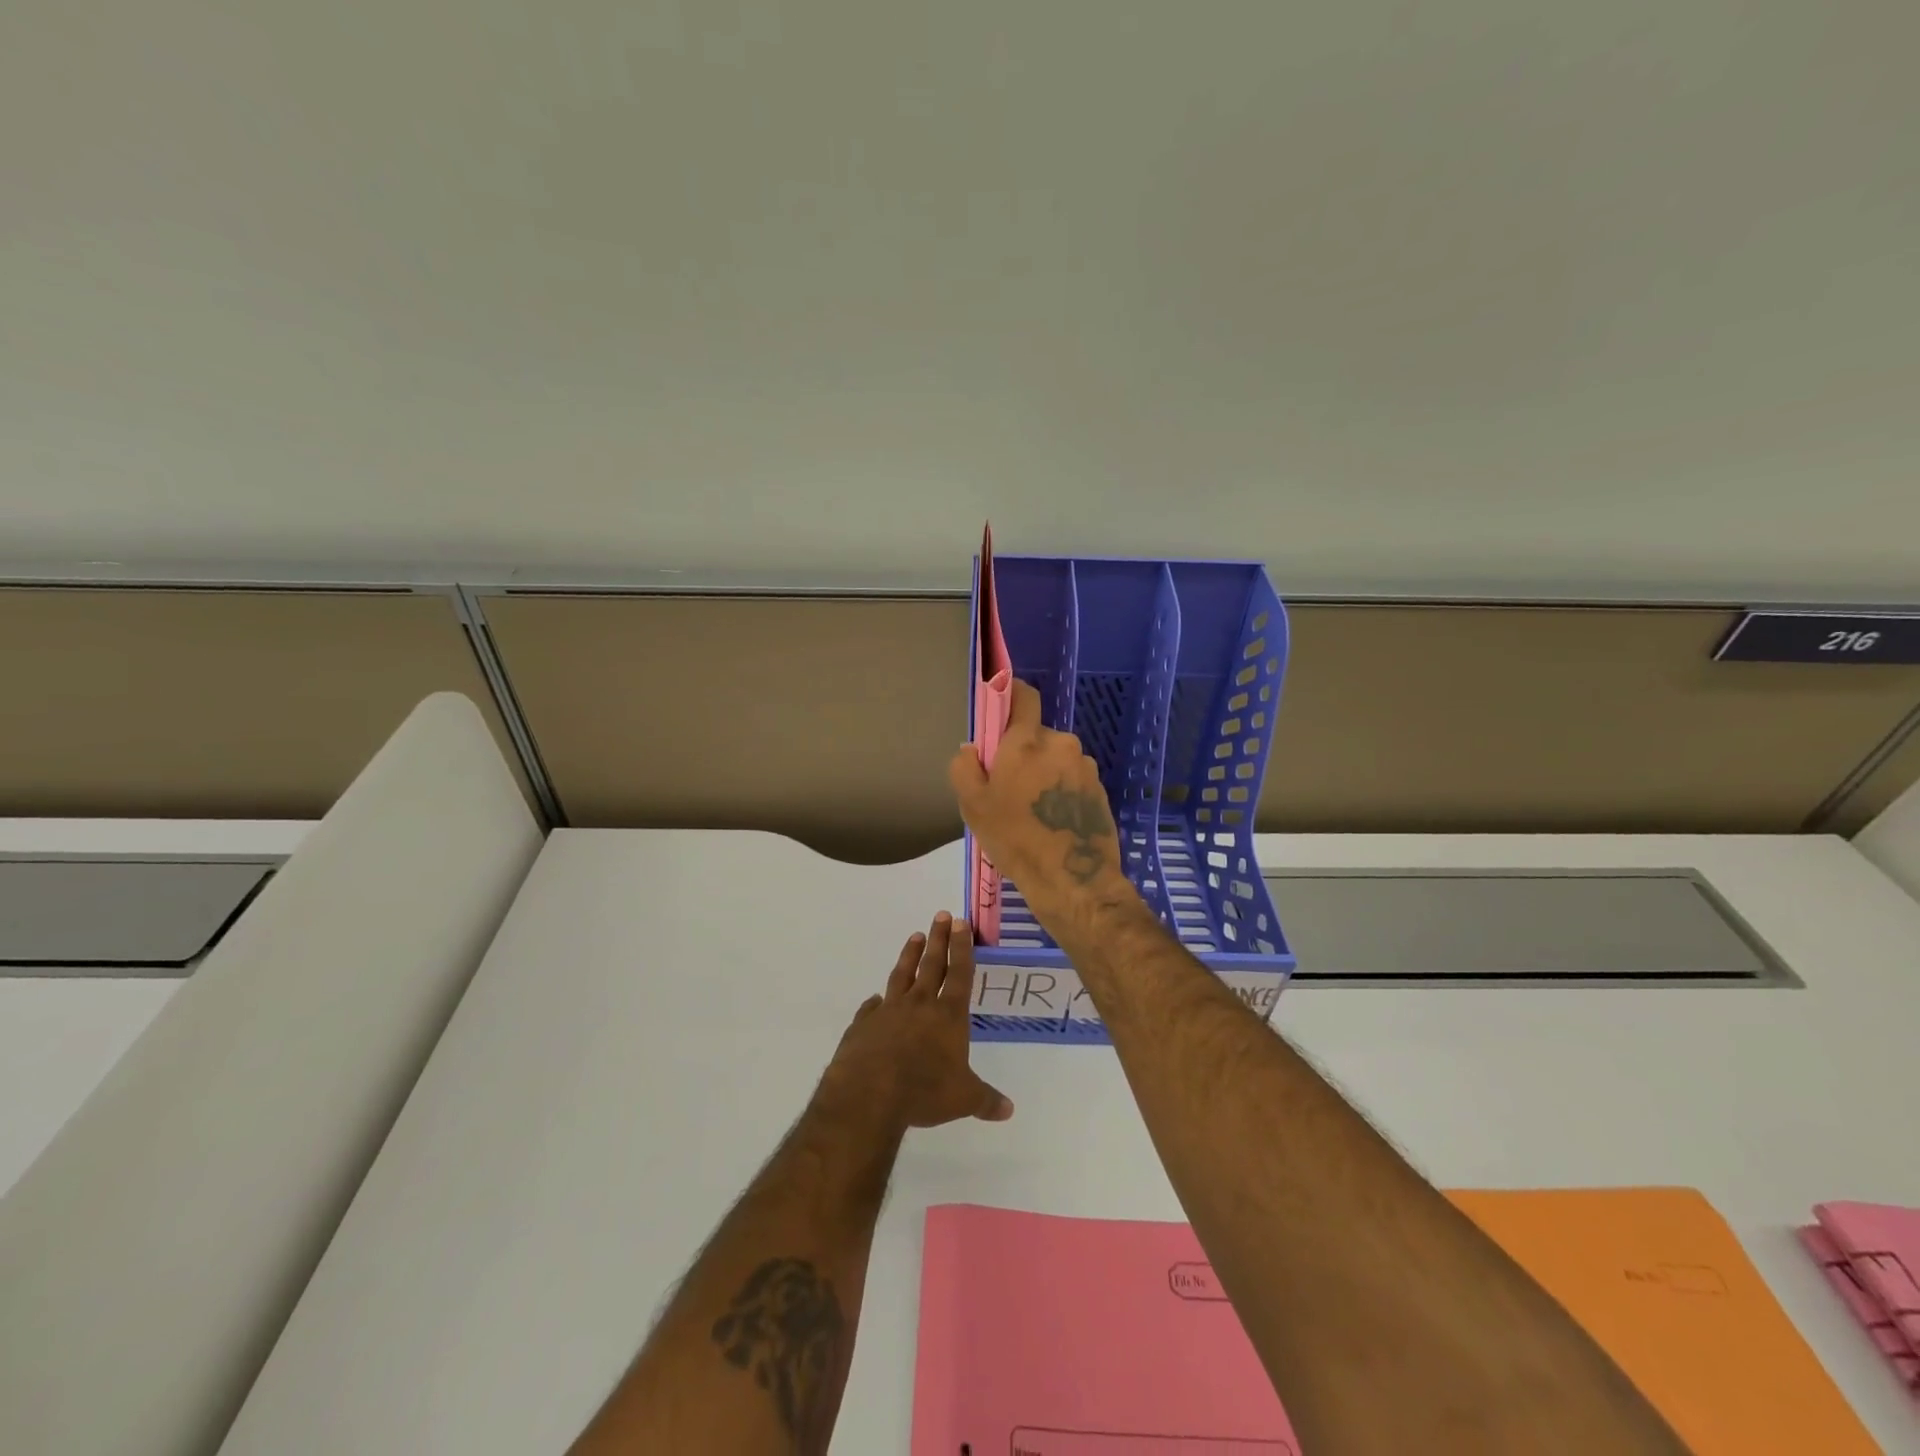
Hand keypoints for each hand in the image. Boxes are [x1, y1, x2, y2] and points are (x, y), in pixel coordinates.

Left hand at [824, 913, 1012, 1130]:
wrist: (868, 1094)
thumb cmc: (924, 1092)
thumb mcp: (963, 1099)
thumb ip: (985, 1100)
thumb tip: (1009, 1110)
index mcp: (948, 1016)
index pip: (959, 974)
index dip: (962, 947)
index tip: (960, 922)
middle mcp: (919, 1005)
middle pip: (931, 965)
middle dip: (938, 939)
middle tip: (941, 915)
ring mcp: (888, 1011)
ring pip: (901, 975)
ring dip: (909, 955)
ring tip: (914, 936)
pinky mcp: (864, 1024)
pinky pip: (872, 1008)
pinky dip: (876, 1001)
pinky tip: (876, 999)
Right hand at [948, 680, 1138, 920]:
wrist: (1072, 880)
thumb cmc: (1015, 839)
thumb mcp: (973, 806)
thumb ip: (964, 767)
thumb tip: (972, 749)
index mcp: (1027, 740)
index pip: (1024, 695)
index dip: (1010, 695)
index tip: (999, 714)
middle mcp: (1061, 744)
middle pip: (1036, 735)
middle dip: (1022, 751)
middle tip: (1008, 786)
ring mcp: (1085, 766)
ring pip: (1055, 758)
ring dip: (1043, 773)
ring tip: (1032, 811)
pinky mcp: (1100, 789)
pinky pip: (1071, 778)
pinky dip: (1060, 791)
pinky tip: (1052, 821)